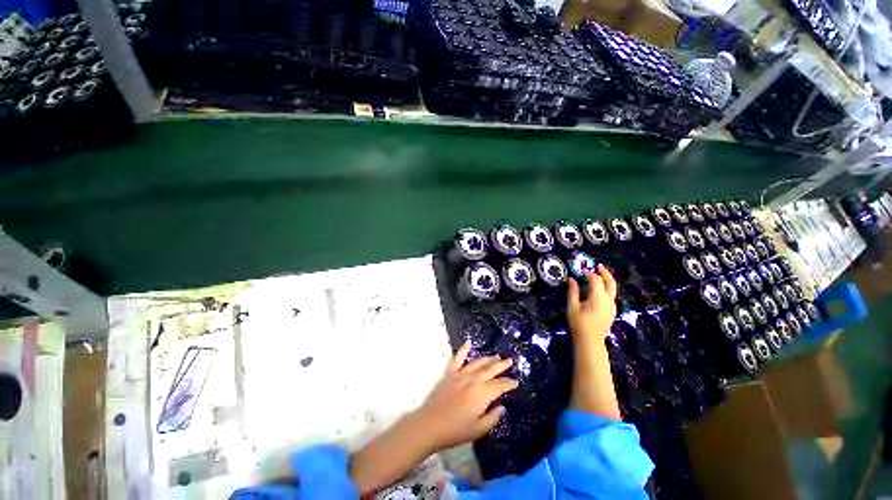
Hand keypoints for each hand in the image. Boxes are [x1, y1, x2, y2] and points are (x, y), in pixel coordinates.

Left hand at [412, 342, 517, 450]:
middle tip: (510, 361)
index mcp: (483, 394)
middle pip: (491, 369)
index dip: (509, 383)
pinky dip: (464, 349)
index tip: (515, 382)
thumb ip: (492, 418)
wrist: (430, 424)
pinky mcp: (450, 373)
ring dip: (488, 358)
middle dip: (502, 365)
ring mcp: (461, 374)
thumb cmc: (456, 430)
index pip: (500, 385)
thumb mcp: (478, 430)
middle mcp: (474, 380)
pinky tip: (468, 343)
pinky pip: (458, 358)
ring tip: (495, 356)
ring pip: (478, 362)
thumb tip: (501, 407)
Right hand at [567, 264, 617, 344]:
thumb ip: (573, 291)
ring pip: (612, 289)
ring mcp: (611, 306)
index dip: (588, 273)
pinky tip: (599, 291)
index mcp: (598, 297)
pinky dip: (607, 289)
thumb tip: (572, 279)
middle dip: (605, 273)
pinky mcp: (611, 312)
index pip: (595, 280)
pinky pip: (611, 296)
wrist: (590, 341)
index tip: (580, 270)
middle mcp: (608, 300)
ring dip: (607, 280)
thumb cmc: (579, 323)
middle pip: (610, 282)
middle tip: (598, 266)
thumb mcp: (572, 306)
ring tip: (599, 275)